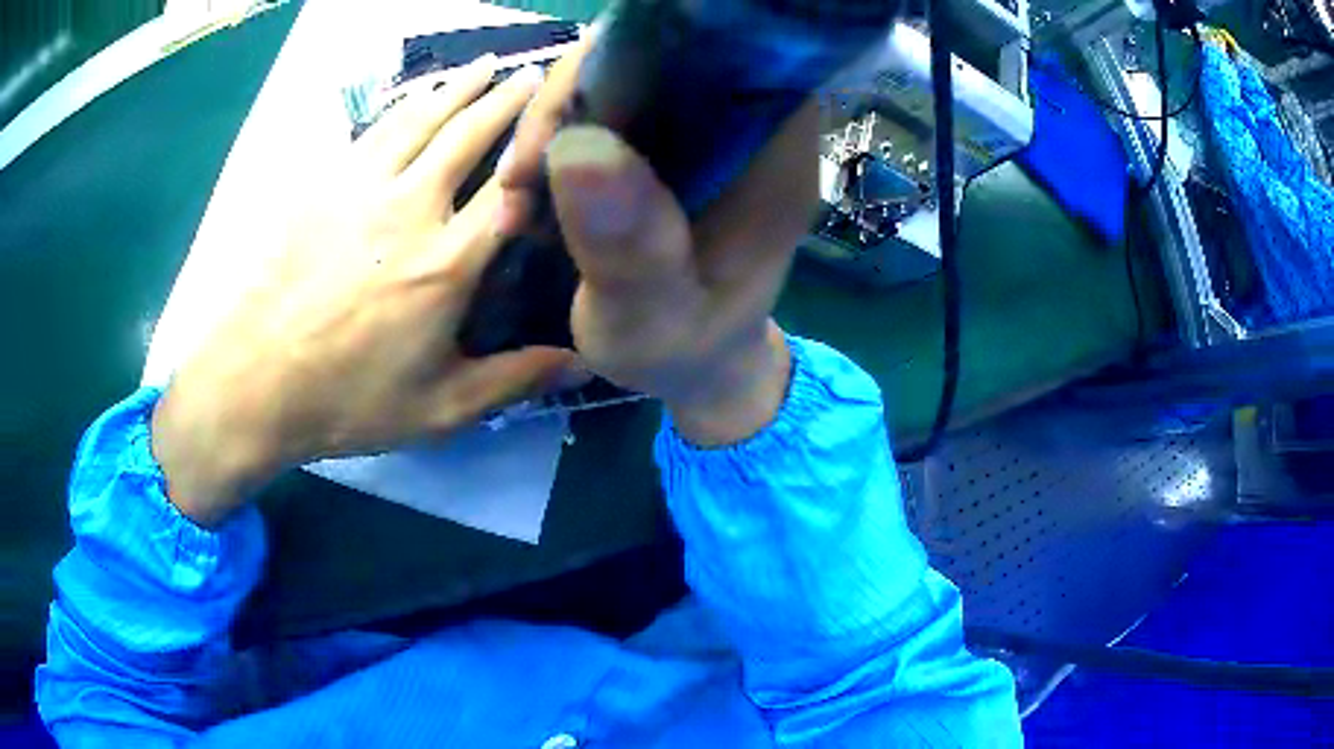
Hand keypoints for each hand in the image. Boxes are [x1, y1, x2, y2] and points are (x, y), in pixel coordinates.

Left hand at [152, 55, 570, 525]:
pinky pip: (376, 129)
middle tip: (537, 73)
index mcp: (447, 264)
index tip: (569, 129)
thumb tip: (583, 363)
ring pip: (422, 119)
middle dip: (508, 100)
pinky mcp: (326, 185)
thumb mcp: (440, 408)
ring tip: (485, 65)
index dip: (544, 155)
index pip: (511, 191)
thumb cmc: (348, 399)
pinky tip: (419, 93)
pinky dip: (406, 103)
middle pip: (469, 136)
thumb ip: (514, 379)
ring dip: (459, 87)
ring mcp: (364, 189)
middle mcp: (412, 209)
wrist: (257, 381)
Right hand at [496, 36, 819, 445]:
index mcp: (772, 160)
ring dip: (553, 125)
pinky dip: (554, 142)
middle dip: (575, 97)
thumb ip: (631, 248)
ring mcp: (701, 133)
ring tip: (516, 194)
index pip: (721, 57)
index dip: (640, 60)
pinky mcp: (665, 145)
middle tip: (522, 171)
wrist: (694, 366)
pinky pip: (602, 111)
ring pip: (621, 77)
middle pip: (659, 57)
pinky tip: (526, 196)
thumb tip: (580, 146)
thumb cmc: (686, 350)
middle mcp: (744, 131)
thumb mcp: (654, 320)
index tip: (569, 122)